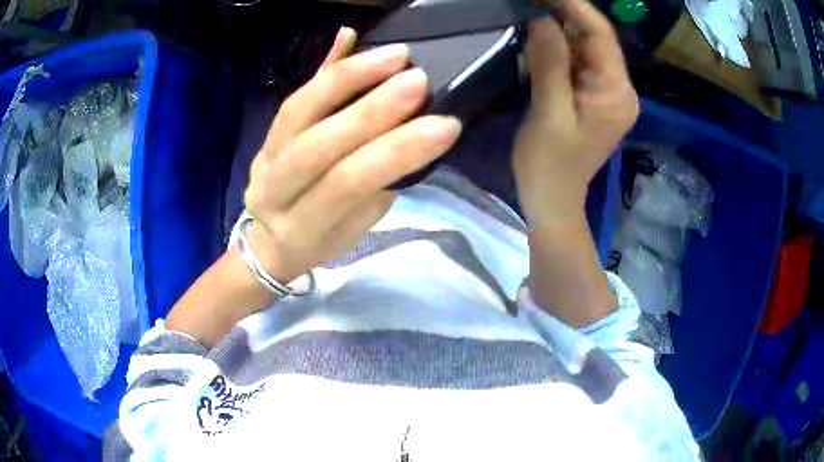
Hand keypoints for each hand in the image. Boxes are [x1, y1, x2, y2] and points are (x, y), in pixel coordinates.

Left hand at [243, 28, 462, 282]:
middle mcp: (272, 191)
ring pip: (300, 110)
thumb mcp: (353, 227)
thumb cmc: (322, 240)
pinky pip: (294, 95)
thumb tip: (410, 132)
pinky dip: (325, 67)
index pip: (347, 185)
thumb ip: (375, 183)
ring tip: (395, 56)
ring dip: (349, 77)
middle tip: (418, 82)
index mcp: (300, 227)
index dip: (394, 153)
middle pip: (318, 145)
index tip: (443, 126)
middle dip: (371, 110)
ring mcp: (262, 157)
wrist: (272, 242)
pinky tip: (349, 38)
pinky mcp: (263, 134)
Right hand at [513, 0, 638, 225]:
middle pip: (597, 38)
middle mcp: (620, 89)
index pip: (600, 35)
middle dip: (566, 13)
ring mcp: (610, 94)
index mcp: (616, 93)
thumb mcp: (548, 112)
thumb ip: (550, 63)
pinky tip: (541, 35)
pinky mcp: (596, 98)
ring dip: (562, 27)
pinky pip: (581, 62)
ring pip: (588, 48)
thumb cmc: (549, 164)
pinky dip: (561, 45)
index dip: (574, 6)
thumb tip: (542, 18)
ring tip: (532, 9)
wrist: (553, 200)